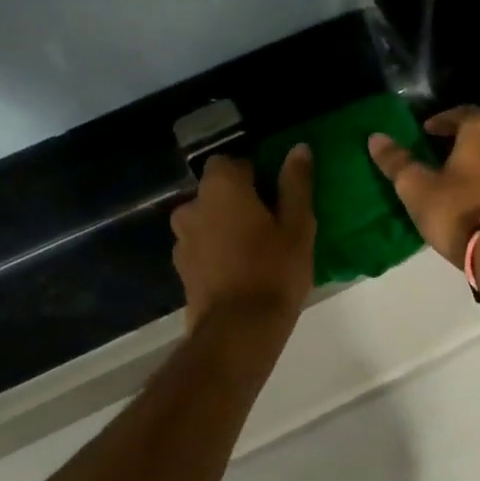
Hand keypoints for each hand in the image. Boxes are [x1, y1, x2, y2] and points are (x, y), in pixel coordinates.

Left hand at [170, 148, 315, 330]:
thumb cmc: (274, 271)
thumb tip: (298, 148)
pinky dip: (217, 251)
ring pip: (208, 220)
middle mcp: (192, 206)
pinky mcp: (181, 269)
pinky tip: (240, 272)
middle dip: (240, 202)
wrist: (237, 331)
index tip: (277, 197)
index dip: (256, 175)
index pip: (233, 162)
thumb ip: (295, 183)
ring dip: (226, 227)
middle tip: (271, 225)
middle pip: (217, 192)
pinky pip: (202, 247)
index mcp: (221, 187)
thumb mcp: (298, 225)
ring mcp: (181, 239)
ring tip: (256, 252)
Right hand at [368, 108, 479, 263]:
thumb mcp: (417, 186)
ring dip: (475, 161)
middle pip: (479, 133)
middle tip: (434, 155)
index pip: (459, 113)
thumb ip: (397, 160)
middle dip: (457, 141)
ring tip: (452, 177)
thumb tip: (375, 137)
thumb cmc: (458, 209)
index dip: (438, 123)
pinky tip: (471, 195)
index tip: (422, 134)